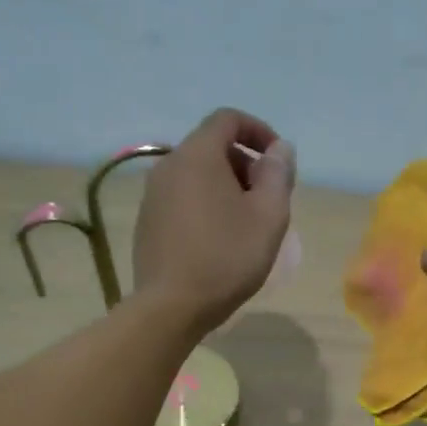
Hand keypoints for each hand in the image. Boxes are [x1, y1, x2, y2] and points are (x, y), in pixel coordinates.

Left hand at [133, 108, 295, 334]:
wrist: (171, 306)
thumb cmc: (226, 257)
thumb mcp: (268, 215)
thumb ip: (278, 174)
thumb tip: (279, 148)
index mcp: (197, 155)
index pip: (228, 119)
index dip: (258, 130)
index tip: (278, 160)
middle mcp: (168, 166)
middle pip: (211, 146)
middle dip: (244, 163)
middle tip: (267, 197)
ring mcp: (152, 195)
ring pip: (196, 174)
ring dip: (226, 186)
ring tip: (247, 222)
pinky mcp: (147, 221)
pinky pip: (182, 198)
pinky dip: (205, 204)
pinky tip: (219, 239)